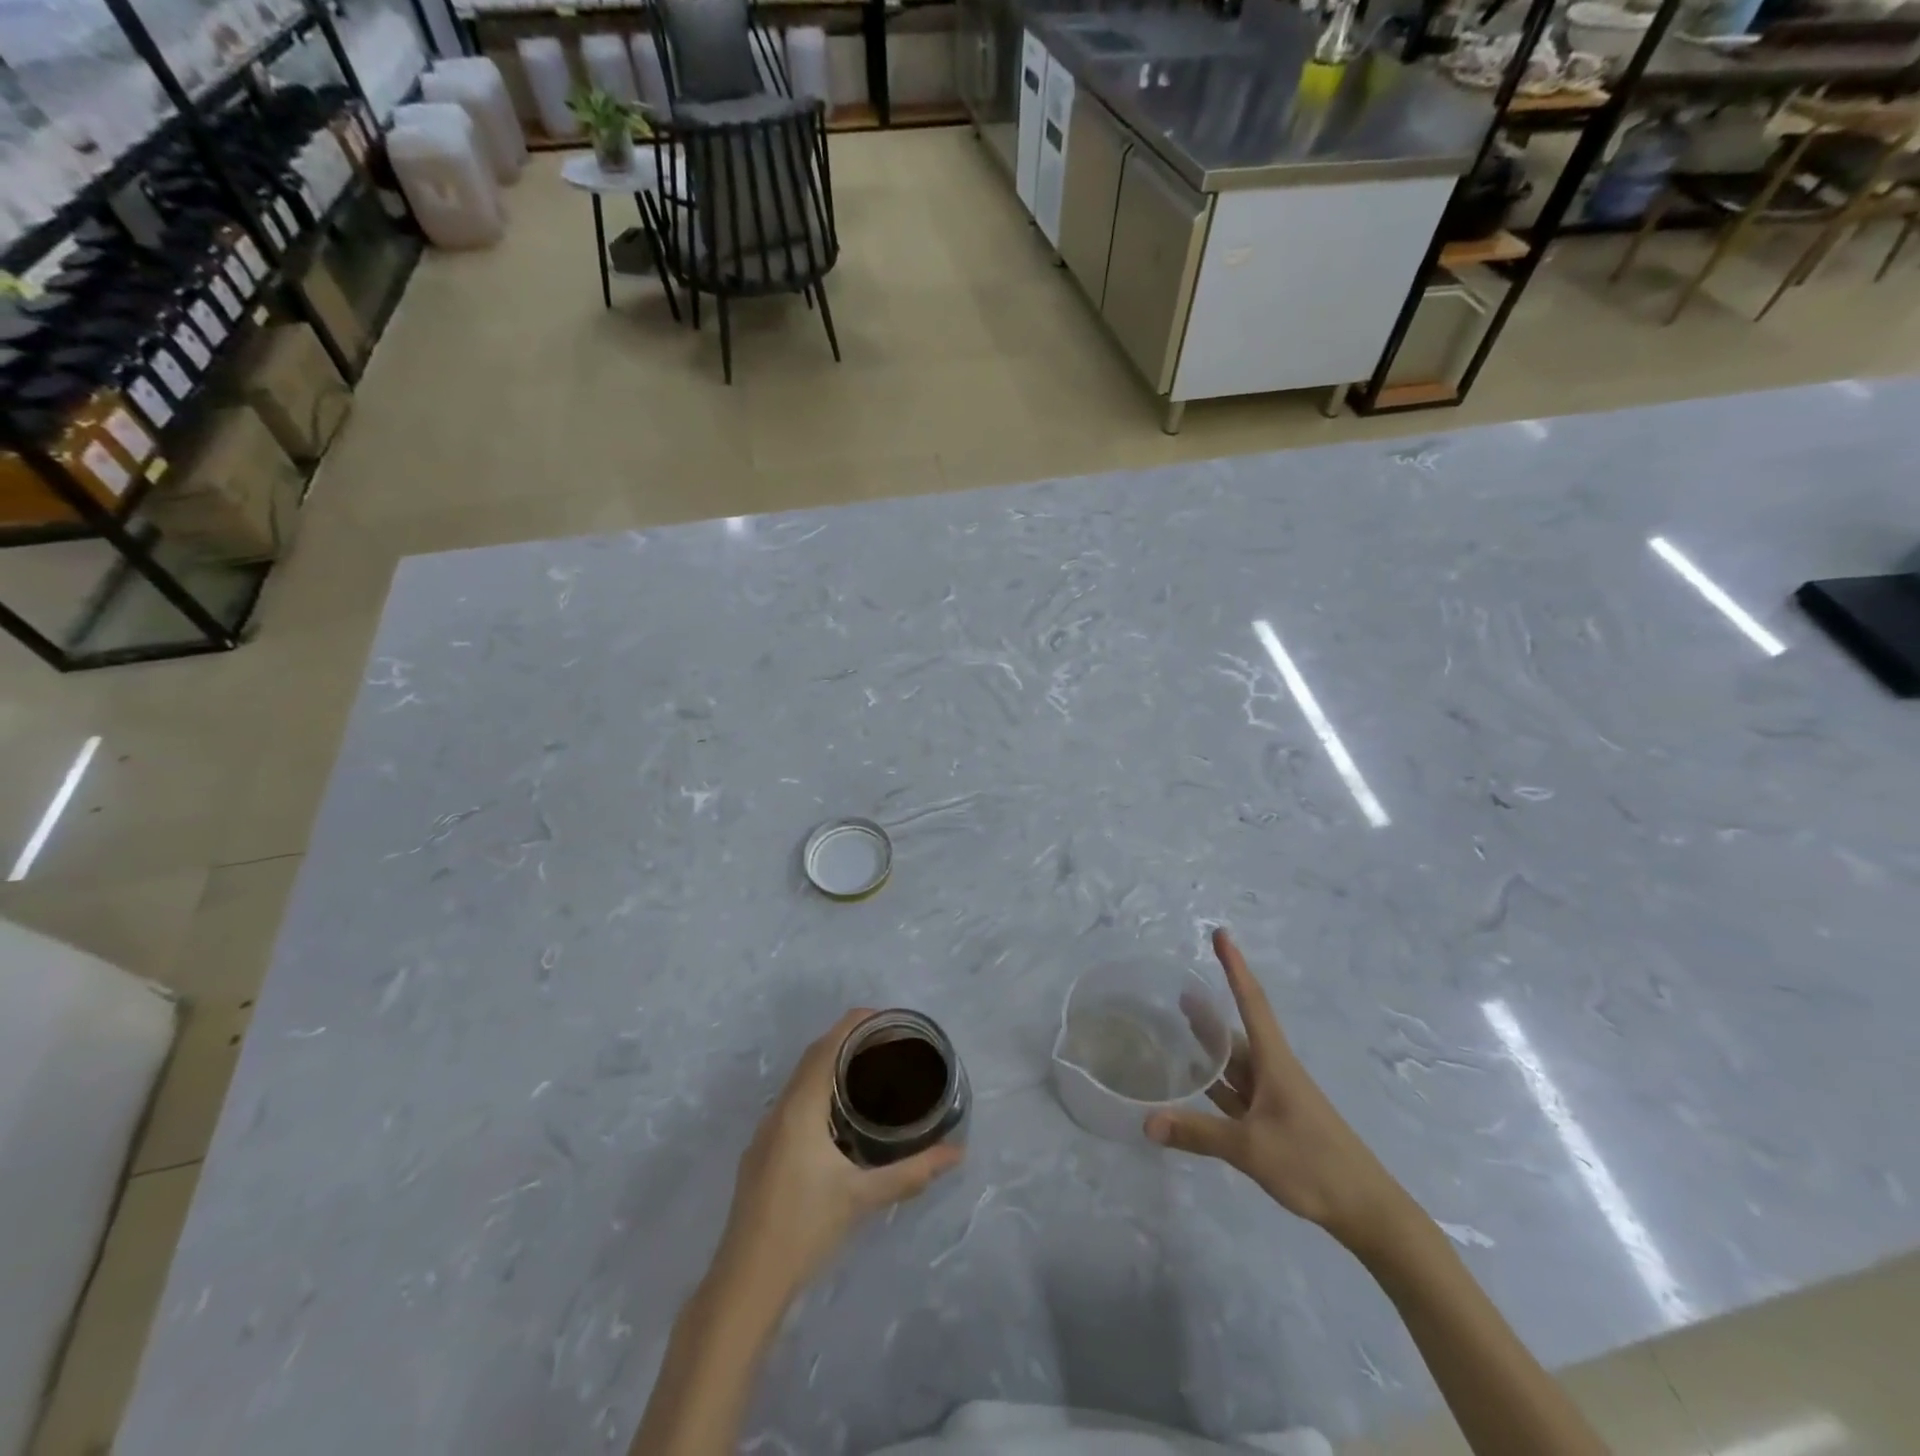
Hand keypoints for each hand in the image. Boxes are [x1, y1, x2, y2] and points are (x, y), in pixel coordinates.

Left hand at [711, 1010, 962, 1311]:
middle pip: (812, 1059)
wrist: (744, 1284)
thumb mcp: (862, 1198)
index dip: (852, 1025)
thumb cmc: (804, 1230)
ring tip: (867, 1073)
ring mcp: (765, 1133)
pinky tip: (837, 1118)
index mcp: (800, 1109)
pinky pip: (792, 1103)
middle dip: (845, 1042)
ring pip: (799, 1082)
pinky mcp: (761, 1154)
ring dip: (829, 1067)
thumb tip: (957, 1154)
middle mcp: (778, 1111)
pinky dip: (817, 1091)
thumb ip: (911, 1173)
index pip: (825, 1048)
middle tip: (885, 1043)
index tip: (884, 1017)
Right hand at [1146, 930, 1413, 1252]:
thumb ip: (1197, 1133)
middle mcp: (1275, 1071)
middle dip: (1210, 1012)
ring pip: (1237, 1063)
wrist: (1367, 1212)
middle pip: (1237, 1032)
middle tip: (1176, 993)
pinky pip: (1238, 1092)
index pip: (1251, 1002)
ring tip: (1179, 1030)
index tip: (1221, 934)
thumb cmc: (1313, 1165)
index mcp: (1275, 1063)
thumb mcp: (1250, 1148)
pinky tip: (1196, 1085)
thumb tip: (1146, 1122)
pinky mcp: (1275, 1121)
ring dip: (1211, 1048)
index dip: (1235, 966)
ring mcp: (1276, 1097)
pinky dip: (1216, 1084)